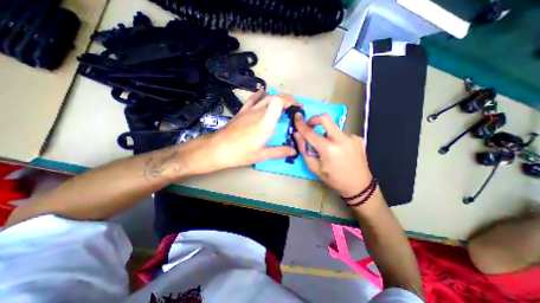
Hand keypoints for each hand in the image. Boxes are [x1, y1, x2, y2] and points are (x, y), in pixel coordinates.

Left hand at [187, 90, 301, 173]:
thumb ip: (279, 152)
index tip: (298, 109)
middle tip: (295, 108)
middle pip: (276, 98)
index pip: (280, 102)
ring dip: (278, 97)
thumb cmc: (240, 153)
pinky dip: (260, 94)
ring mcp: (249, 110)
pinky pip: (253, 99)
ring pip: (266, 97)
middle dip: (289, 100)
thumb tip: (294, 151)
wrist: (218, 148)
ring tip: (284, 103)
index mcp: (265, 123)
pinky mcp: (242, 111)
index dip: (291, 102)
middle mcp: (259, 113)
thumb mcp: (261, 155)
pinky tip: (264, 91)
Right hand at [293, 112, 374, 195]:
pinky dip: (336, 139)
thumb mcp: (314, 168)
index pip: (311, 133)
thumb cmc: (333, 179)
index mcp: (329, 150)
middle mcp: (342, 140)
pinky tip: (340, 150)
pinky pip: (342, 134)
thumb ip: (304, 150)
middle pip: (326, 119)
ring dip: (326, 135)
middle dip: (314, 119)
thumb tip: (297, 134)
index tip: (296, 117)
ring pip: (334, 128)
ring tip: (328, 148)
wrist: (359, 186)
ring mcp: (352, 138)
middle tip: (310, 126)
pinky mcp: (359, 138)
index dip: (301, 125)